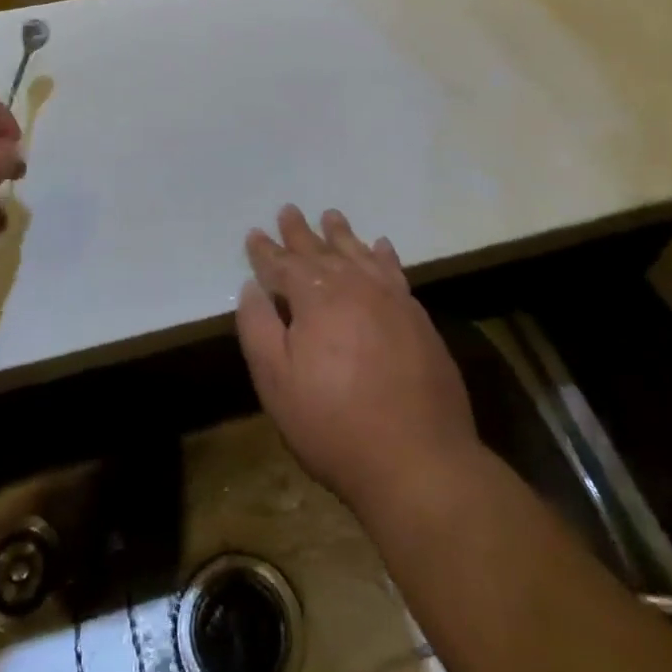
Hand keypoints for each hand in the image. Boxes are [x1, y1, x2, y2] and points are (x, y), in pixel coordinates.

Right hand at [235, 206, 480, 521]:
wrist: (419, 461)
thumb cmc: (335, 425)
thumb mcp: (277, 383)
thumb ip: (258, 328)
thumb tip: (252, 287)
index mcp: (316, 298)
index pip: (282, 264)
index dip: (265, 250)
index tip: (254, 234)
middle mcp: (354, 285)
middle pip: (321, 250)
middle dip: (300, 232)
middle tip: (289, 210)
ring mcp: (390, 298)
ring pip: (359, 254)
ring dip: (341, 234)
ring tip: (331, 216)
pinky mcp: (417, 317)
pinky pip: (395, 271)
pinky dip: (383, 255)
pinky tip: (380, 246)